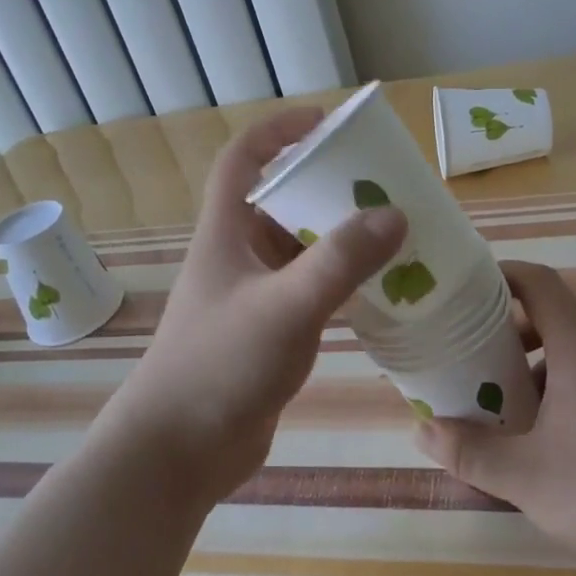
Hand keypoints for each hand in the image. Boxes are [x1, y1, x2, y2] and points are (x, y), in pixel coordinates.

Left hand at [110, 108, 406, 508]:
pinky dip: (341, 280)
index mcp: (226, 233)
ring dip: (339, 237)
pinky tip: (380, 288)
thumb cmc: (220, 366)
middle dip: (327, 186)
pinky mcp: (268, 331)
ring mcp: (253, 295)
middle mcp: (238, 256)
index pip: (244, 159)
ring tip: (394, 232)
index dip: (280, 130)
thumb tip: (396, 214)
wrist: (179, 452)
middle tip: (383, 184)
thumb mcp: (286, 306)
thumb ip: (341, 260)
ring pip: (300, 248)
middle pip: (281, 200)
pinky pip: (310, 289)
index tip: (328, 123)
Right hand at [414, 262, 575, 575]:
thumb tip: (423, 430)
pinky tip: (565, 438)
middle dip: (512, 334)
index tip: (468, 289)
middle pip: (557, 317)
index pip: (539, 282)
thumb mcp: (525, 478)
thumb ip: (470, 452)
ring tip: (516, 408)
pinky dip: (575, 385)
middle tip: (478, 364)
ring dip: (544, 365)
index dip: (502, 275)